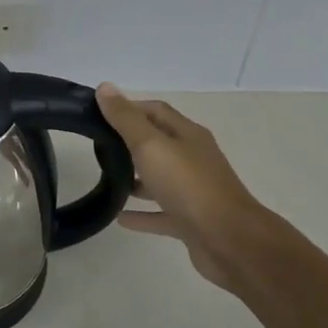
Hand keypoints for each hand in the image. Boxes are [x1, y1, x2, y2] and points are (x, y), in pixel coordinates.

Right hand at [96, 84, 270, 292]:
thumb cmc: (189, 186)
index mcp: (187, 135)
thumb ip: (126, 119)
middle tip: (97, 146)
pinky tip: (118, 217)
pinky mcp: (190, 221)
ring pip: (159, 179)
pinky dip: (141, 214)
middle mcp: (193, 159)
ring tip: (105, 179)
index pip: (156, 111)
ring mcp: (193, 191)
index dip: (129, 108)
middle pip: (158, 143)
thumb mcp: (151, 145)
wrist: (229, 241)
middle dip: (129, 142)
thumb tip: (104, 87)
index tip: (99, 113)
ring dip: (135, 178)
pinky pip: (160, 213)